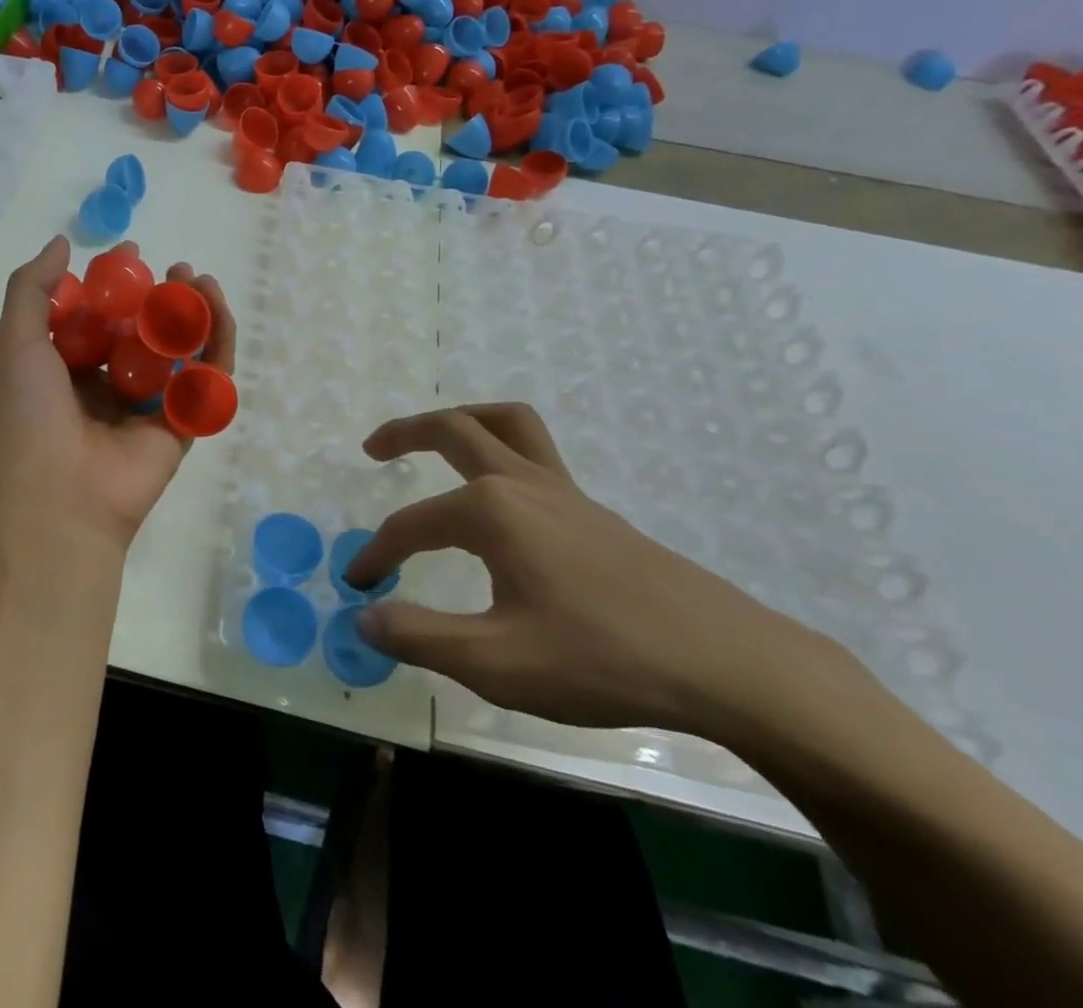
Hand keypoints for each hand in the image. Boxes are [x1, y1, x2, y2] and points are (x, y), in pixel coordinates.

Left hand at [0, 235, 235, 557]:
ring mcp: (148, 407)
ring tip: (199, 280)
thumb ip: (32, 288)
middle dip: (162, 295)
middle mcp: (109, 385)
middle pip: (146, 330)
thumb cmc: (28, 414)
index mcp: (69, 369)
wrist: (57, 496)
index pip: (100, 316)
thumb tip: (63, 243)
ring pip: (181, 351)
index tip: (130, 252)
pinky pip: (206, 380)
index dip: (116, 283)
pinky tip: (215, 308)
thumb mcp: (15, 341)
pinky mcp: (182, 426)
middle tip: (176, 268)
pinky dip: (217, 343)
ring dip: (193, 312)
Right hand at [345, 402, 823, 731]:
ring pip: (505, 424)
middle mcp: (522, 483)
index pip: (410, 525)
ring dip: (462, 420)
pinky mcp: (593, 510)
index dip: (377, 555)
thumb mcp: (497, 662)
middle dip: (406, 432)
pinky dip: (502, 449)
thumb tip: (363, 618)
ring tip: (437, 438)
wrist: (724, 661)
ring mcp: (564, 491)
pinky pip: (536, 453)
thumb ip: (420, 636)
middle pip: (454, 428)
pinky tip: (500, 500)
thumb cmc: (601, 658)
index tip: (357, 586)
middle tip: (373, 449)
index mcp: (490, 511)